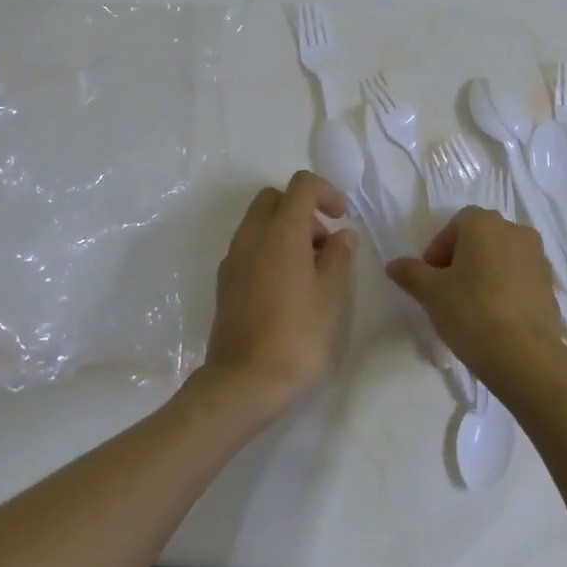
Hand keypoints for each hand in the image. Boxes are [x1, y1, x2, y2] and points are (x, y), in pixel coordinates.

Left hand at [196, 170, 356, 423]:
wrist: (244, 381)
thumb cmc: (297, 334)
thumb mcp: (331, 294)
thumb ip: (339, 256)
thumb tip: (342, 235)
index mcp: (281, 231)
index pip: (301, 185)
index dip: (326, 191)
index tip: (341, 217)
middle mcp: (252, 236)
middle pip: (275, 198)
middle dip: (302, 209)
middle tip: (323, 242)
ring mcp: (233, 258)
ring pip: (259, 222)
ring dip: (285, 230)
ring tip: (310, 269)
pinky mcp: (225, 281)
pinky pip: (249, 247)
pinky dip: (269, 249)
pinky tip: (286, 287)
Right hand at [386, 207, 566, 409]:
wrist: (526, 356)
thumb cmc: (471, 313)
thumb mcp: (431, 293)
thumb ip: (411, 273)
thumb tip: (393, 264)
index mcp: (485, 224)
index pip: (455, 225)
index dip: (438, 250)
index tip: (431, 279)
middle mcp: (515, 230)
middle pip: (480, 238)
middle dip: (461, 259)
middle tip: (447, 291)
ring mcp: (537, 257)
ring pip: (501, 257)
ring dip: (484, 273)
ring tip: (471, 306)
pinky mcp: (550, 284)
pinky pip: (519, 277)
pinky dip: (505, 288)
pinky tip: (494, 317)